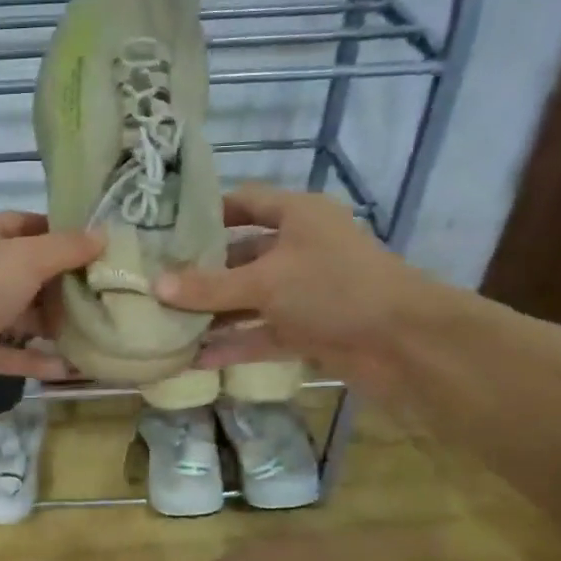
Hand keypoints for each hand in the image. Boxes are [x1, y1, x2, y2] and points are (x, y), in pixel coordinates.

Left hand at [0, 211, 102, 416]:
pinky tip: (70, 367)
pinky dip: (34, 359)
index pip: (24, 224)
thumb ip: (65, 249)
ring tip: (95, 330)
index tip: (97, 247)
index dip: (60, 232)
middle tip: (104, 293)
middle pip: (23, 272)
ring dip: (51, 324)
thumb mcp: (25, 260)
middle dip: (61, 284)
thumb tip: (102, 235)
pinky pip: (7, 353)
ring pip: (16, 315)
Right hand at [153, 185, 433, 395]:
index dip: (208, 213)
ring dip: (214, 314)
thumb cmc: (333, 289)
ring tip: (166, 324)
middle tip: (156, 283)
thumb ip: (209, 287)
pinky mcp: (308, 330)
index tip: (167, 229)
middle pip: (241, 256)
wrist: (404, 343)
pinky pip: (261, 335)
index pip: (245, 202)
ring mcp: (305, 293)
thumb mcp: (265, 282)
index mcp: (298, 216)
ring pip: (249, 300)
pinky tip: (195, 359)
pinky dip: (234, 345)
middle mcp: (300, 249)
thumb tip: (156, 286)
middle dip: (202, 273)